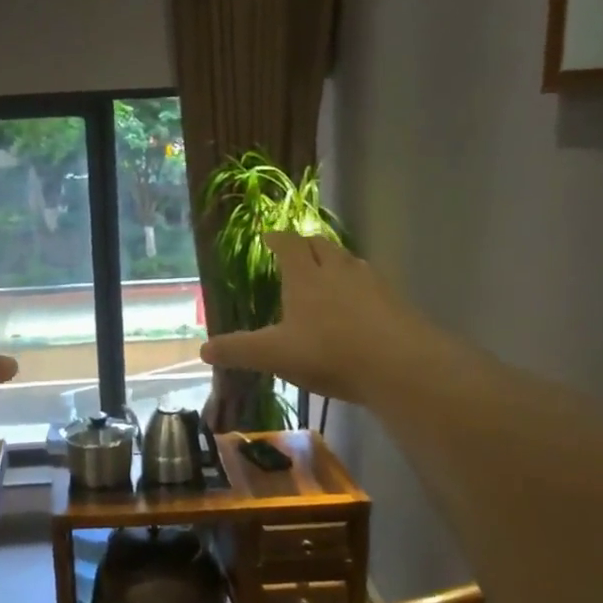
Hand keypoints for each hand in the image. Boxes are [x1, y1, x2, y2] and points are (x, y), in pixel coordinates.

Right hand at [201, 234, 421, 406]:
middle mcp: (338, 271)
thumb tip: (202, 350)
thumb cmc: (329, 353)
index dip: (277, 239)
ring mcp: (372, 284)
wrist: (400, 366)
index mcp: (305, 277)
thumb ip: (238, 350)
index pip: (289, 245)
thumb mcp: (273, 355)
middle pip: (322, 246)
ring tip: (327, 275)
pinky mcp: (396, 302)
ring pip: (350, 262)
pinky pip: (372, 285)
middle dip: (307, 246)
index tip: (269, 236)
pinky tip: (359, 307)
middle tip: (297, 252)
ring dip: (336, 263)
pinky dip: (360, 287)